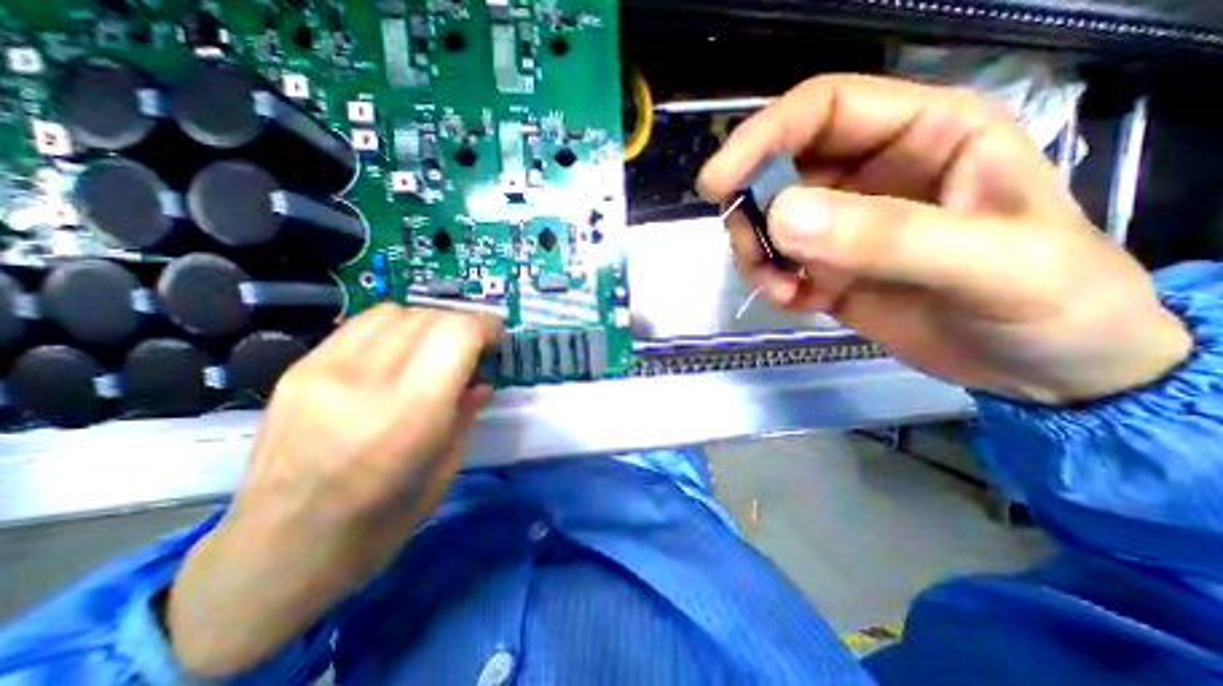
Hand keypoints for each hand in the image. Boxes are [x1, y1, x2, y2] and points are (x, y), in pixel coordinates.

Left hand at [167, 305, 500, 679]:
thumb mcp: (445, 468)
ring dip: (428, 322)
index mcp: (411, 414)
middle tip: (472, 347)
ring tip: (435, 346)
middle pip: (429, 318)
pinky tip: (399, 351)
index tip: (497, 336)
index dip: (485, 326)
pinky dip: (394, 328)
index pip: (457, 335)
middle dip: (462, 324)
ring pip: (395, 312)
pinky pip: (360, 325)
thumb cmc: (381, 521)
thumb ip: (466, 413)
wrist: (279, 550)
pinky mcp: (297, 370)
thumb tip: (481, 380)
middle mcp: (366, 382)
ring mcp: (324, 371)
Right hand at [704, 74, 1190, 407]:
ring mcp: (843, 226)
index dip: (761, 137)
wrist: (1045, 368)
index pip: (820, 110)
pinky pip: (778, 265)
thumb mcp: (988, 263)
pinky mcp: (827, 269)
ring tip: (780, 289)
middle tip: (752, 253)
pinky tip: (797, 303)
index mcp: (922, 135)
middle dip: (752, 210)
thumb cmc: (1051, 303)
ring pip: (769, 222)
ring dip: (757, 254)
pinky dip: (773, 284)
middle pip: (779, 170)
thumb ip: (885, 236)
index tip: (716, 183)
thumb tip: (780, 217)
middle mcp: (871, 173)